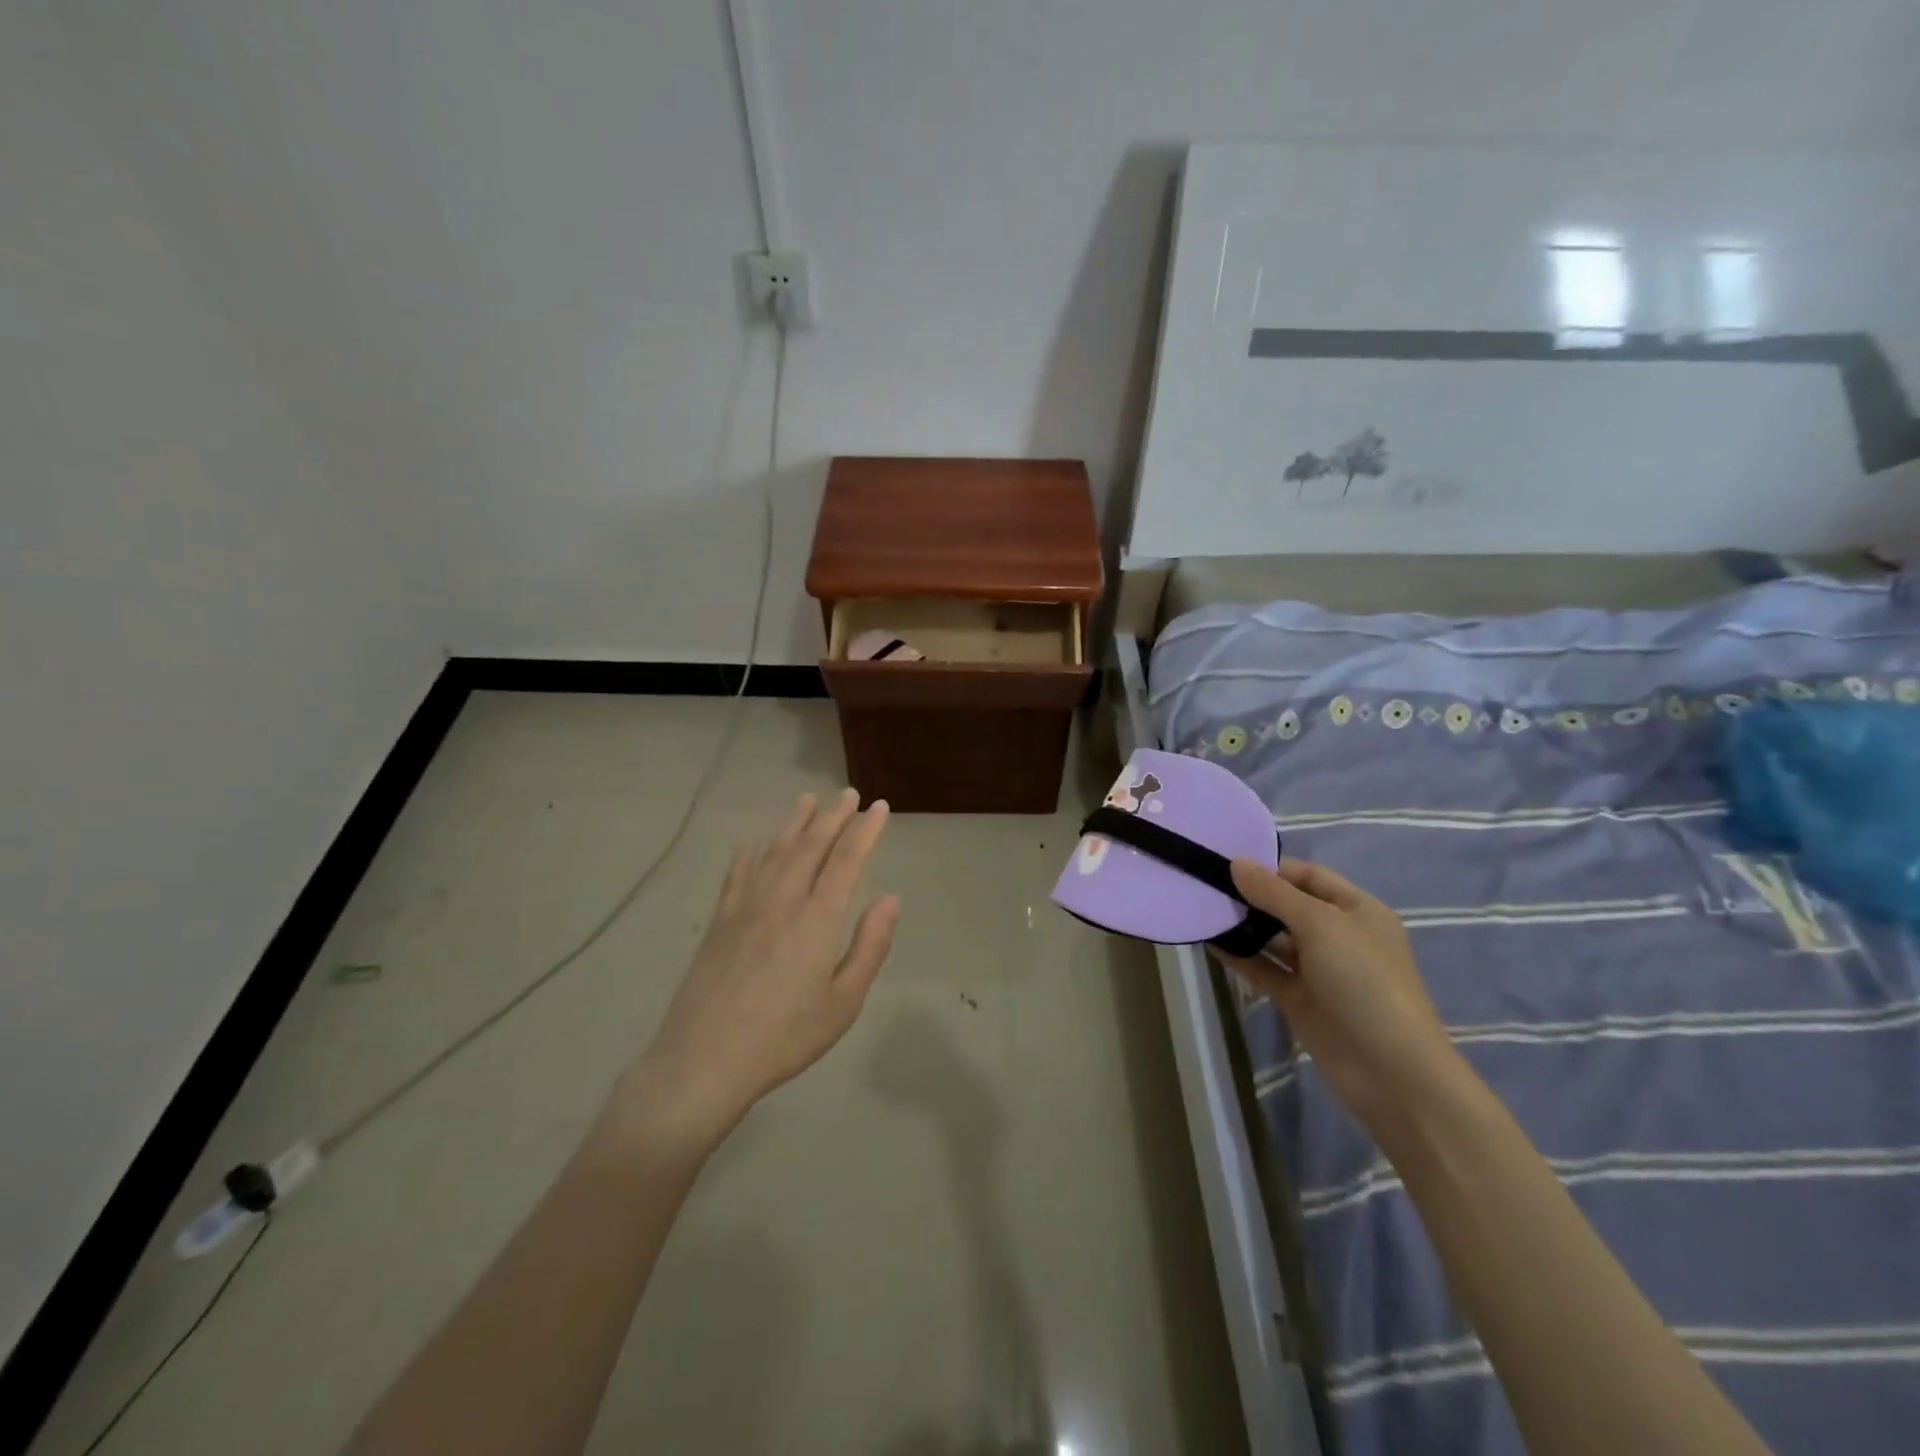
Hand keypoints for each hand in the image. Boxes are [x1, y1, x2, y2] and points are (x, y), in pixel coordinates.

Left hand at [619, 789, 898, 1146]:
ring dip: (795, 823)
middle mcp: (783, 899)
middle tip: (848, 794)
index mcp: (818, 917)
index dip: (865, 829)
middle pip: (811, 845)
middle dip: (833, 816)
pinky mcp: (719, 919)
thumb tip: (890, 899)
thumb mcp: (844, 1001)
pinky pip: (738, 872)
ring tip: (808, 801)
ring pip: (775, 850)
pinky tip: (756, 843)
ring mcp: (746, 905)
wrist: (705, 1058)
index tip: (878, 807)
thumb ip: (870, 946)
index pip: (847, 859)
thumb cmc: (785, 1036)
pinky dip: (752, 852)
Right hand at [1215, 857, 1460, 1131]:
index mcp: (1357, 910)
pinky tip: (1210, 943)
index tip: (1227, 862)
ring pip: (1273, 939)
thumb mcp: (1320, 925)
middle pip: (1288, 906)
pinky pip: (1264, 969)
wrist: (1390, 1070)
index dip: (1272, 867)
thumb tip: (1236, 864)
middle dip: (1252, 895)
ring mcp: (1318, 970)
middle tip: (1206, 884)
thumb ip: (1274, 894)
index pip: (1309, 876)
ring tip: (1202, 910)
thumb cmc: (1364, 981)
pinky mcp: (1299, 999)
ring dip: (1243, 925)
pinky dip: (1240, 956)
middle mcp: (1338, 936)